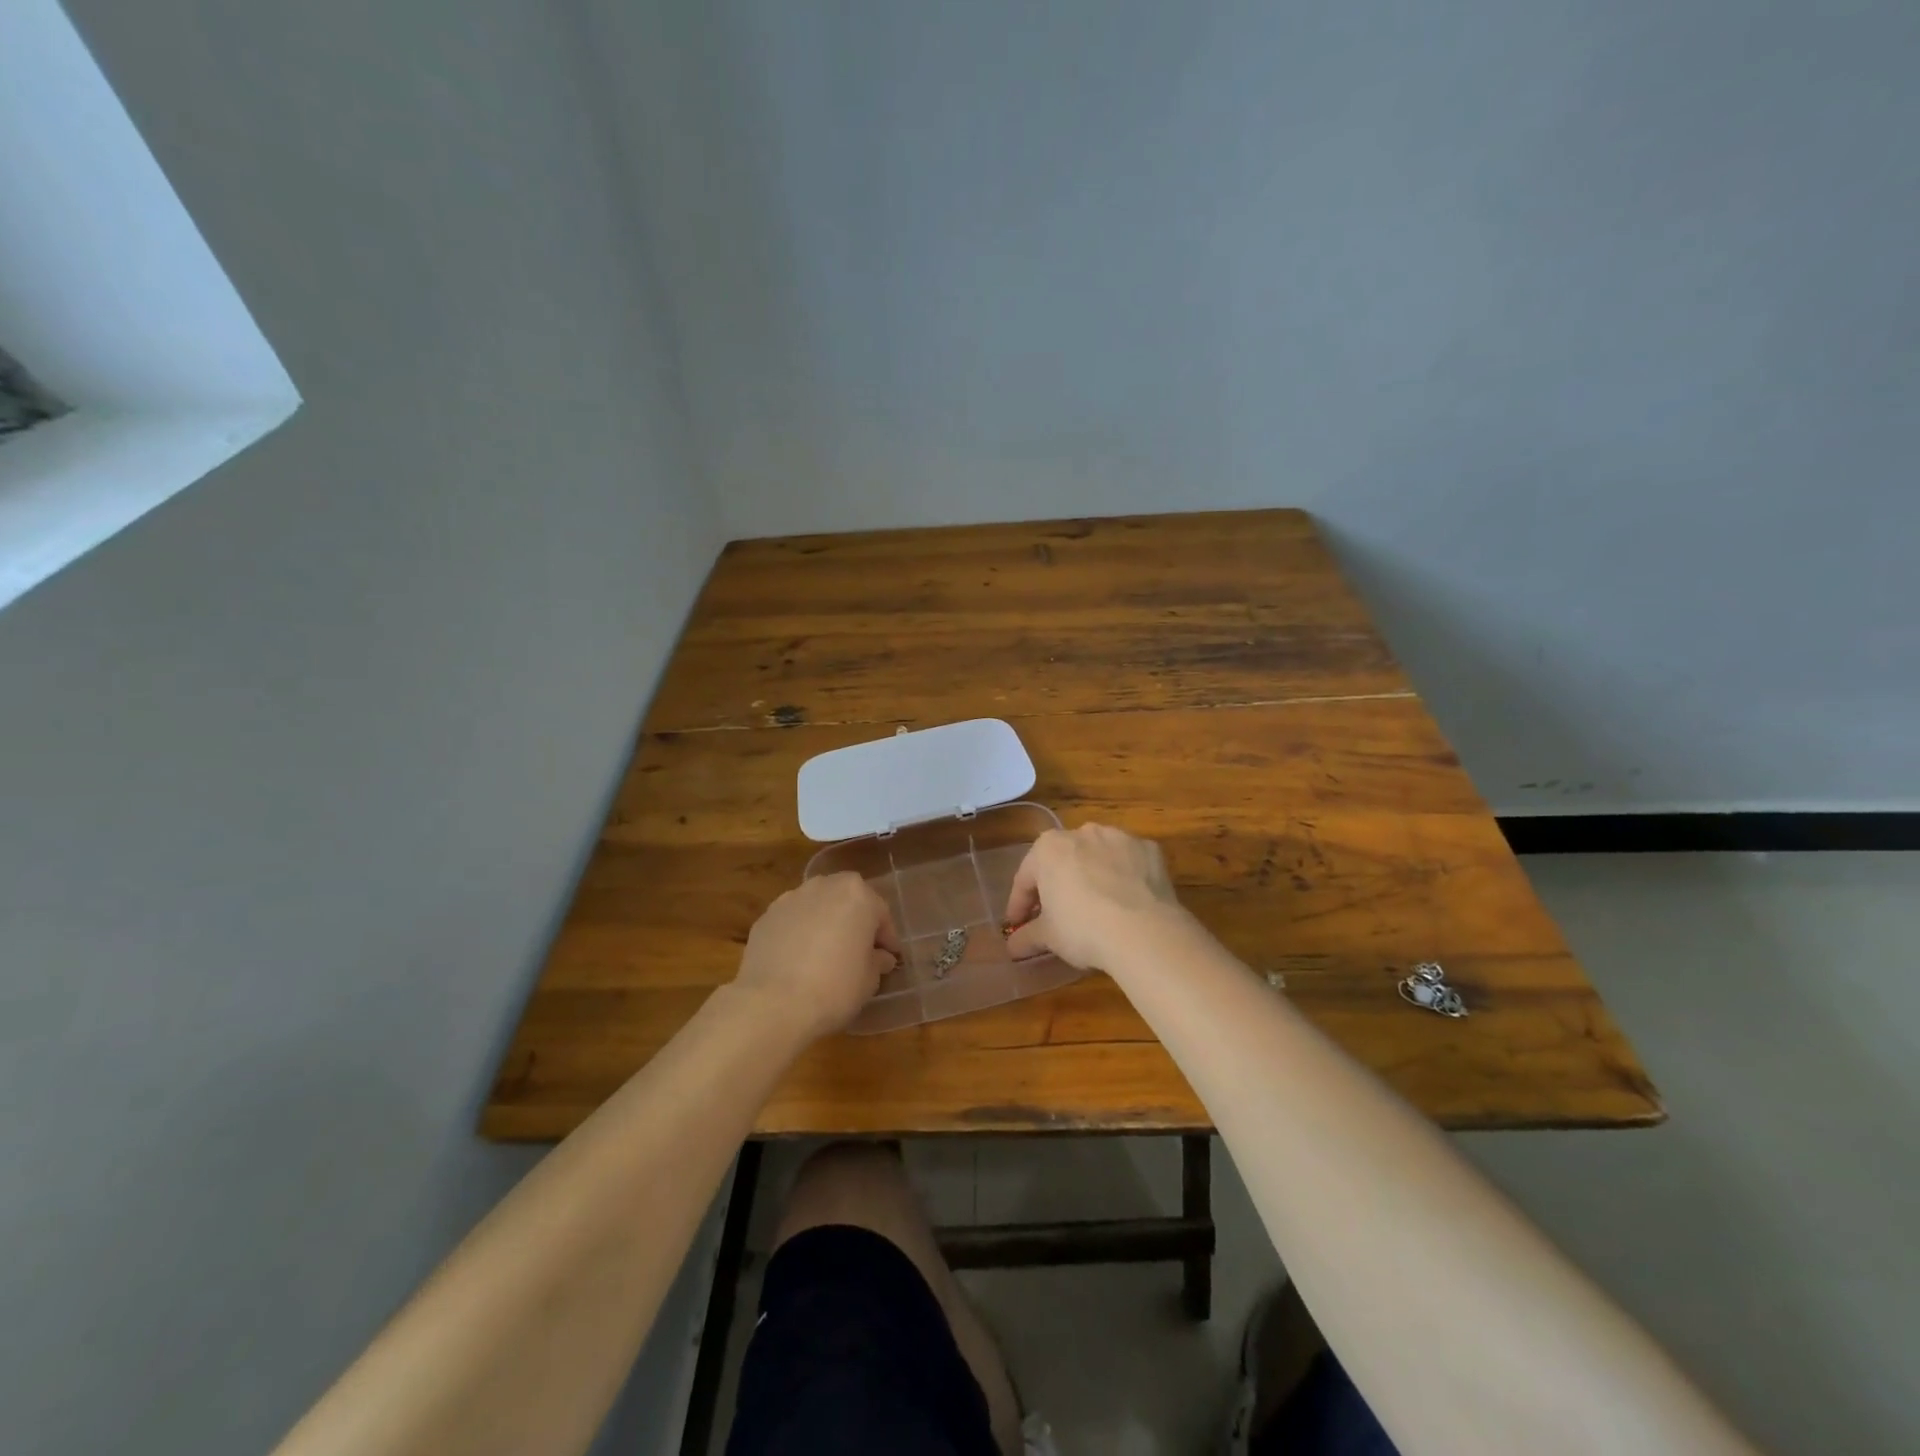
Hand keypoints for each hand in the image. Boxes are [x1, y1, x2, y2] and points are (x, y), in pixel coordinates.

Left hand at [735, 873, 900, 1039]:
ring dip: (825, 923)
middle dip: (855, 922)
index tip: (889, 958)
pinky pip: (792, 921)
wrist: (773, 1004)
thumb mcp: (870, 979)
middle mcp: (824, 886)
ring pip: (817, 906)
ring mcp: (791, 898)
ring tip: (825, 954)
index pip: (881, 913)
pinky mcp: (766, 916)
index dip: (887, 938)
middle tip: (859, 951)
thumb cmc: (835, 987)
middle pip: (847, 900)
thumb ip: (878, 960)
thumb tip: (880, 957)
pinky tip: (798, 960)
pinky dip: (799, 933)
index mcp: (857, 895)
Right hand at [1004, 823, 1187, 968]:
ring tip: (1095, 907)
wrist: (1145, 932)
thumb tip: (1013, 948)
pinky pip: (1129, 862)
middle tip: (1055, 916)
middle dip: (1056, 886)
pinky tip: (1126, 902)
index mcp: (1049, 848)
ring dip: (1091, 876)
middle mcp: (1082, 832)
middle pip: (1061, 861)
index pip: (1026, 878)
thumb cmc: (1083, 929)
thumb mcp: (1048, 937)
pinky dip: (1124, 877)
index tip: (1018, 925)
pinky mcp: (1149, 849)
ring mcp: (1119, 837)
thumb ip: (1027, 937)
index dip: (1019, 905)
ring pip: (1097, 857)